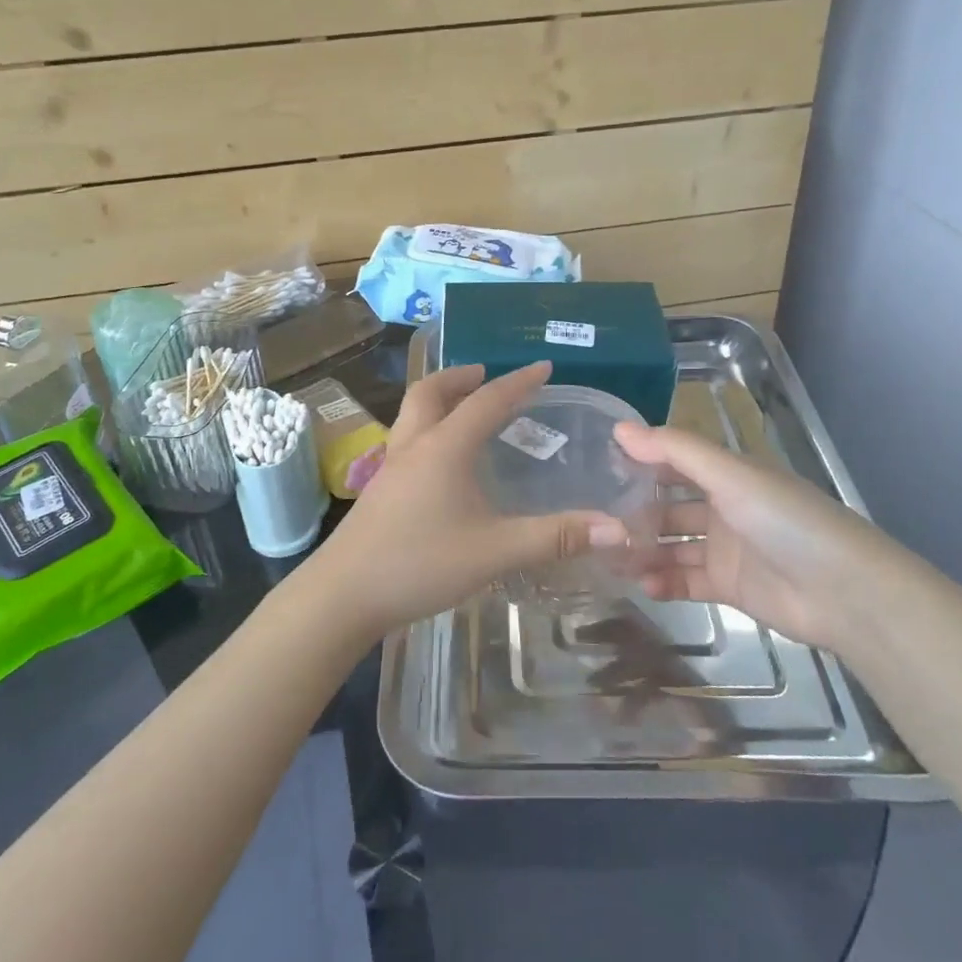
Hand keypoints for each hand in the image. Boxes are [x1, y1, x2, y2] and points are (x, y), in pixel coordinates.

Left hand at [310, 363, 628, 638]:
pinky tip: (440, 463)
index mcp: (444, 447)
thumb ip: (554, 537)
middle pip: (431, 392)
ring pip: (412, 414)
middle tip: (486, 375)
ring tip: (463, 410)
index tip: (544, 367)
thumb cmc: (420, 563)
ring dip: (439, 400)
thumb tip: (617, 529)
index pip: (487, 401)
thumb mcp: (495, 551)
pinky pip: (406, 440)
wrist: (344, 594)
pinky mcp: (378, 490)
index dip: (518, 382)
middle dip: (461, 377)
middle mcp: (414, 446)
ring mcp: (390, 467)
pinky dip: (427, 430)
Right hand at [613, 423, 923, 654]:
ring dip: (645, 551)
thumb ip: (674, 451)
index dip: (640, 462)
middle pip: (669, 508)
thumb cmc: (787, 521)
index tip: (596, 467)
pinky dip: (665, 582)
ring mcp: (727, 550)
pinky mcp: (730, 588)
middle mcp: (725, 508)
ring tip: (610, 558)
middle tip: (596, 522)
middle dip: (636, 514)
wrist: (847, 593)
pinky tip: (643, 585)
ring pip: (674, 546)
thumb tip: (618, 428)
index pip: (675, 462)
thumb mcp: (731, 476)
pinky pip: (687, 581)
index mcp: (729, 475)